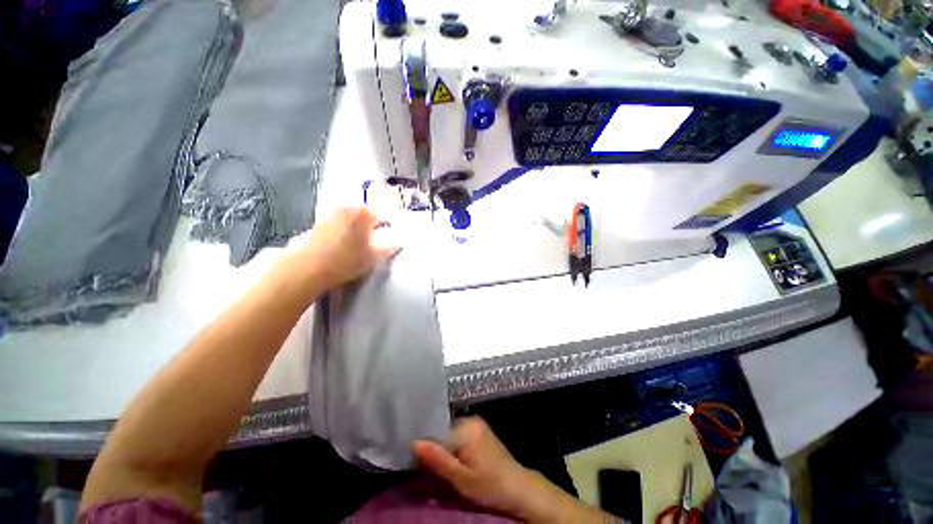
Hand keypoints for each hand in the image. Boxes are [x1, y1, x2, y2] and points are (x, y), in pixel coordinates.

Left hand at [297, 207, 398, 289]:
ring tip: (363, 244)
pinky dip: (347, 231)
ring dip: (360, 228)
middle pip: (366, 215)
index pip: (383, 215)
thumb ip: (389, 247)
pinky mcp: (319, 224)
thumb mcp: (374, 256)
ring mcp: (331, 215)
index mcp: (363, 213)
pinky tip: (347, 245)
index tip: (393, 238)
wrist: (309, 268)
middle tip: (379, 241)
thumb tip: (397, 242)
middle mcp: (347, 208)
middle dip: (374, 226)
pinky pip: (340, 224)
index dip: (390, 227)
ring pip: (353, 219)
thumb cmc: (347, 260)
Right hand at [414, 417, 613, 522]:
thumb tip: (414, 442)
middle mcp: (471, 420)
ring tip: (434, 465)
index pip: (437, 429)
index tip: (412, 457)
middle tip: (421, 465)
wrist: (517, 488)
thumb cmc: (490, 485)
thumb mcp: (461, 478)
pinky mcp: (479, 431)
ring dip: (441, 447)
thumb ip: (438, 459)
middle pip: (443, 430)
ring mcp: (476, 424)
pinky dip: (450, 447)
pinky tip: (448, 461)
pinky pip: (457, 435)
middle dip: (433, 445)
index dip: (424, 443)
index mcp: (467, 426)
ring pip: (449, 433)